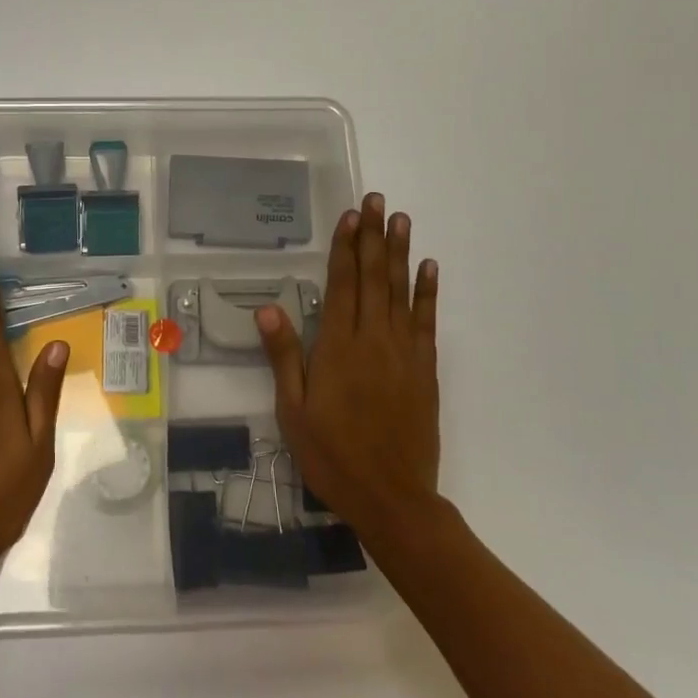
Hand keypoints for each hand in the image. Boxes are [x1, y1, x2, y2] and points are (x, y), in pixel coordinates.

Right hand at [257, 193, 440, 538]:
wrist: (392, 496)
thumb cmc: (333, 455)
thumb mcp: (294, 411)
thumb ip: (284, 357)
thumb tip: (268, 309)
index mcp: (338, 347)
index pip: (341, 284)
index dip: (345, 247)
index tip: (351, 216)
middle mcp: (373, 339)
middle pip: (372, 278)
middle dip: (373, 237)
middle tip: (377, 201)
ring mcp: (403, 352)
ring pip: (400, 291)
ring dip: (400, 253)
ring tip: (401, 220)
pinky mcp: (425, 369)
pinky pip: (426, 322)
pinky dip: (428, 293)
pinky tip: (429, 268)